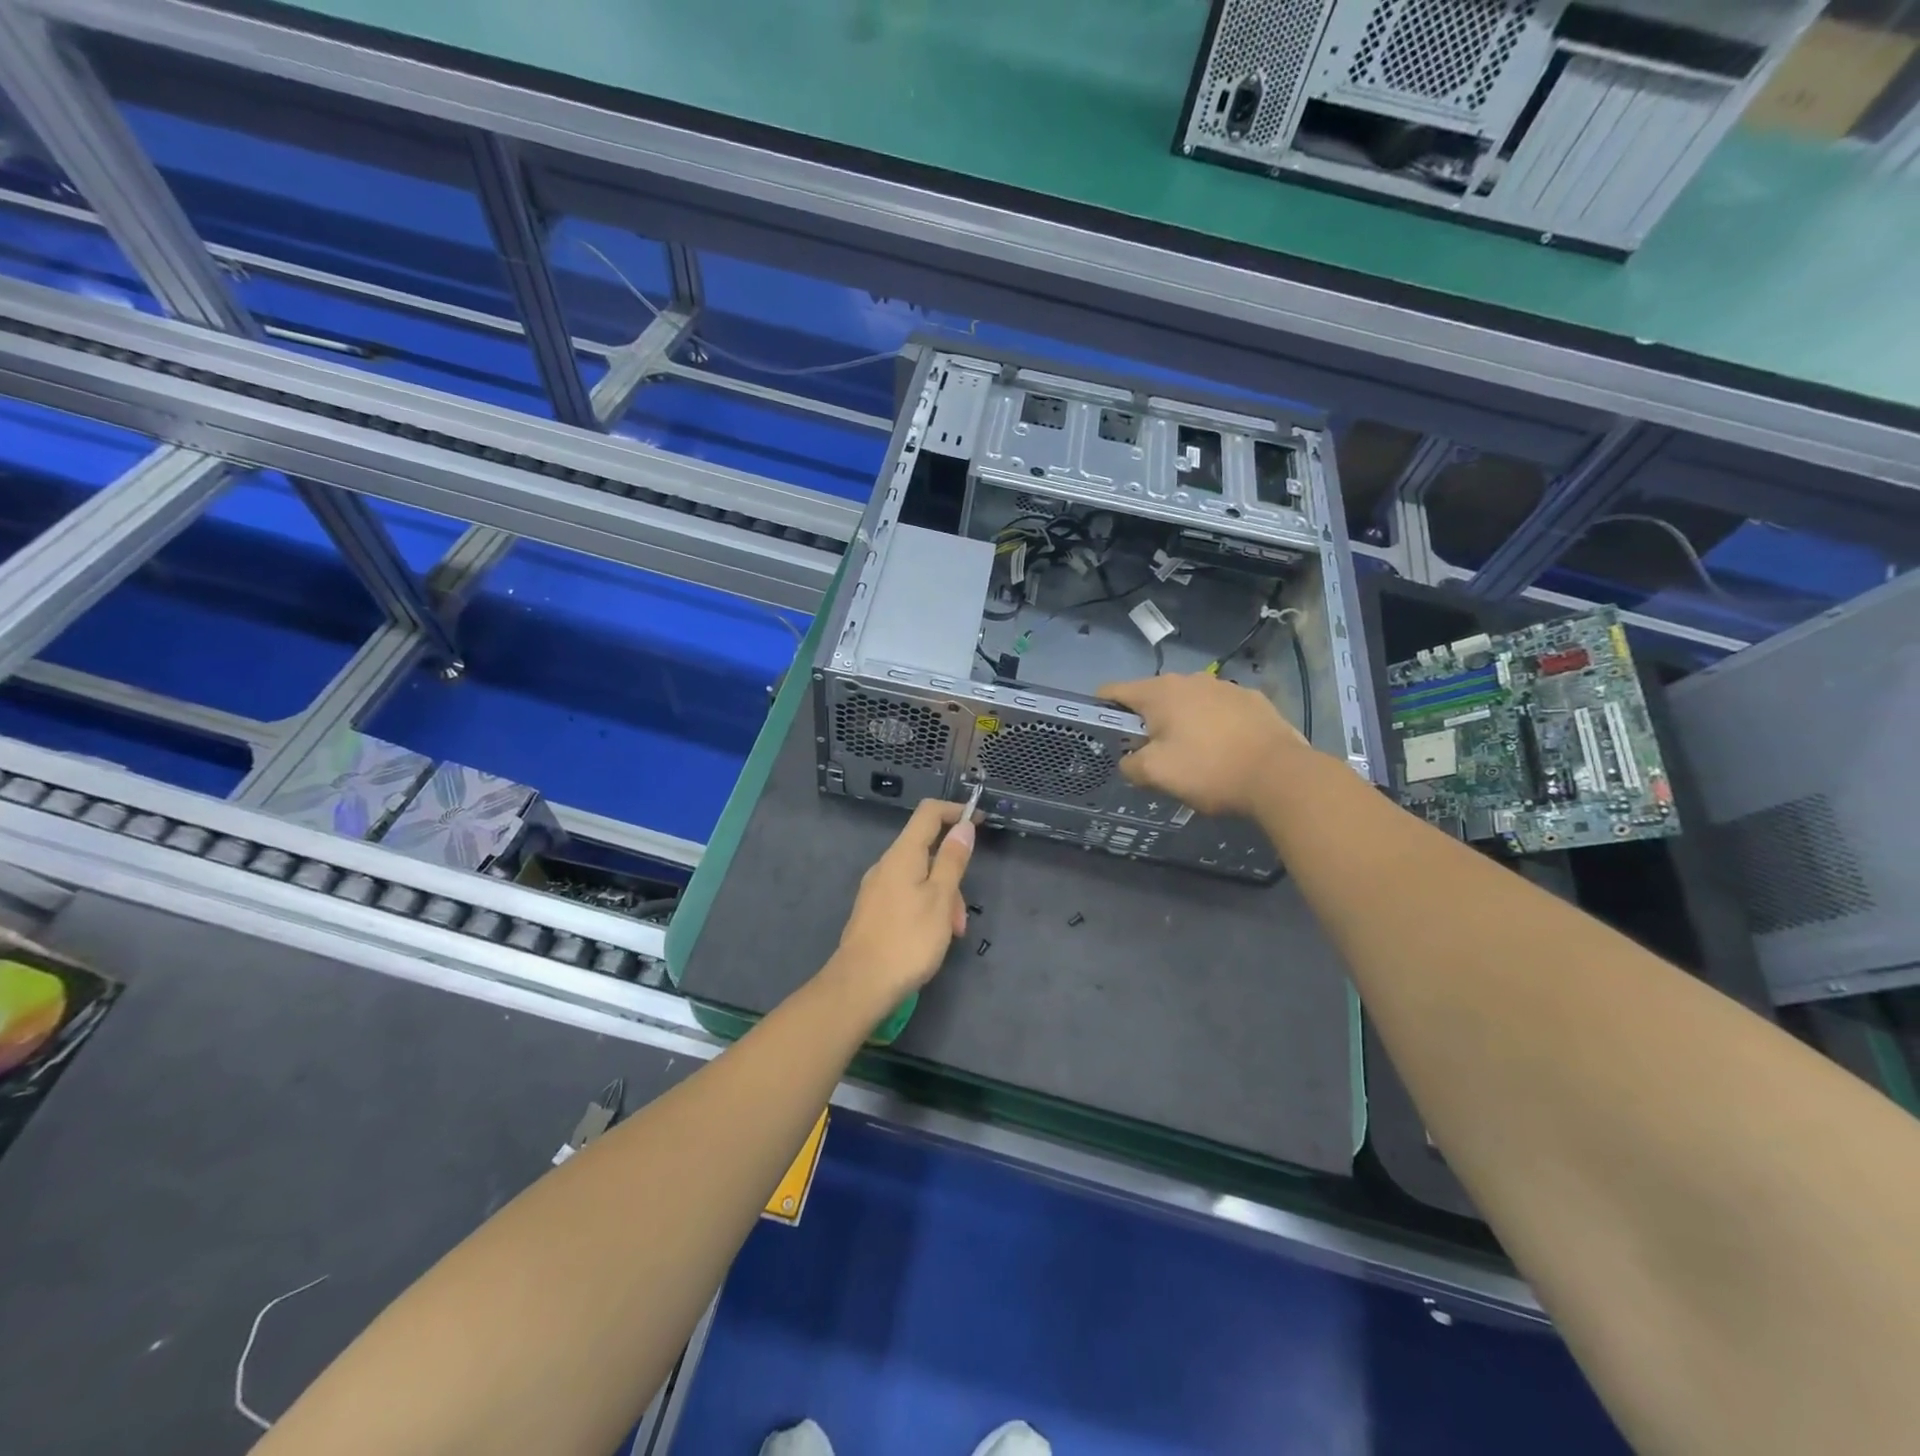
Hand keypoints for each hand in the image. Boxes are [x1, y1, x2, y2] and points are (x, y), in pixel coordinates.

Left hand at [827, 799, 975, 1008]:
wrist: (860, 984)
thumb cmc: (908, 939)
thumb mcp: (940, 898)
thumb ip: (952, 860)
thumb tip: (964, 826)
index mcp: (903, 854)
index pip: (929, 813)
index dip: (955, 811)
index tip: (981, 821)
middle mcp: (886, 865)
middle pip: (926, 850)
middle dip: (952, 874)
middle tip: (962, 915)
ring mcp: (876, 888)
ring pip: (919, 878)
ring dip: (942, 898)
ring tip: (951, 935)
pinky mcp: (873, 910)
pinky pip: (907, 896)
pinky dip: (926, 909)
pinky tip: (931, 938)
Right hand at [1099, 672, 1310, 816]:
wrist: (1280, 775)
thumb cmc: (1209, 770)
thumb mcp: (1156, 774)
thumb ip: (1130, 765)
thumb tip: (1129, 760)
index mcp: (1160, 692)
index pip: (1114, 690)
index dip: (1101, 709)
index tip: (1101, 732)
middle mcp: (1190, 679)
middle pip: (1152, 697)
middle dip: (1145, 721)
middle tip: (1149, 754)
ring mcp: (1226, 687)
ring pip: (1189, 702)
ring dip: (1182, 722)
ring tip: (1190, 754)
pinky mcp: (1254, 700)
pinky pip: (1220, 710)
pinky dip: (1213, 725)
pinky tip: (1223, 750)